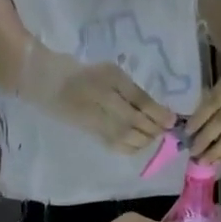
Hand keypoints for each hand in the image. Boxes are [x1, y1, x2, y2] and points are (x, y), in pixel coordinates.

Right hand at [19, 43, 173, 153]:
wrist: (48, 82)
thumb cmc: (85, 74)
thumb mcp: (112, 73)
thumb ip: (133, 91)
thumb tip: (160, 113)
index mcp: (109, 79)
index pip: (139, 99)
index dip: (158, 112)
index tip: (172, 120)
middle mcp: (103, 99)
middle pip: (134, 121)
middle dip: (153, 128)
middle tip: (165, 130)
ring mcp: (95, 118)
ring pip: (126, 136)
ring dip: (144, 139)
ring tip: (153, 136)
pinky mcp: (91, 132)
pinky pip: (115, 145)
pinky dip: (131, 148)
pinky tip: (138, 144)